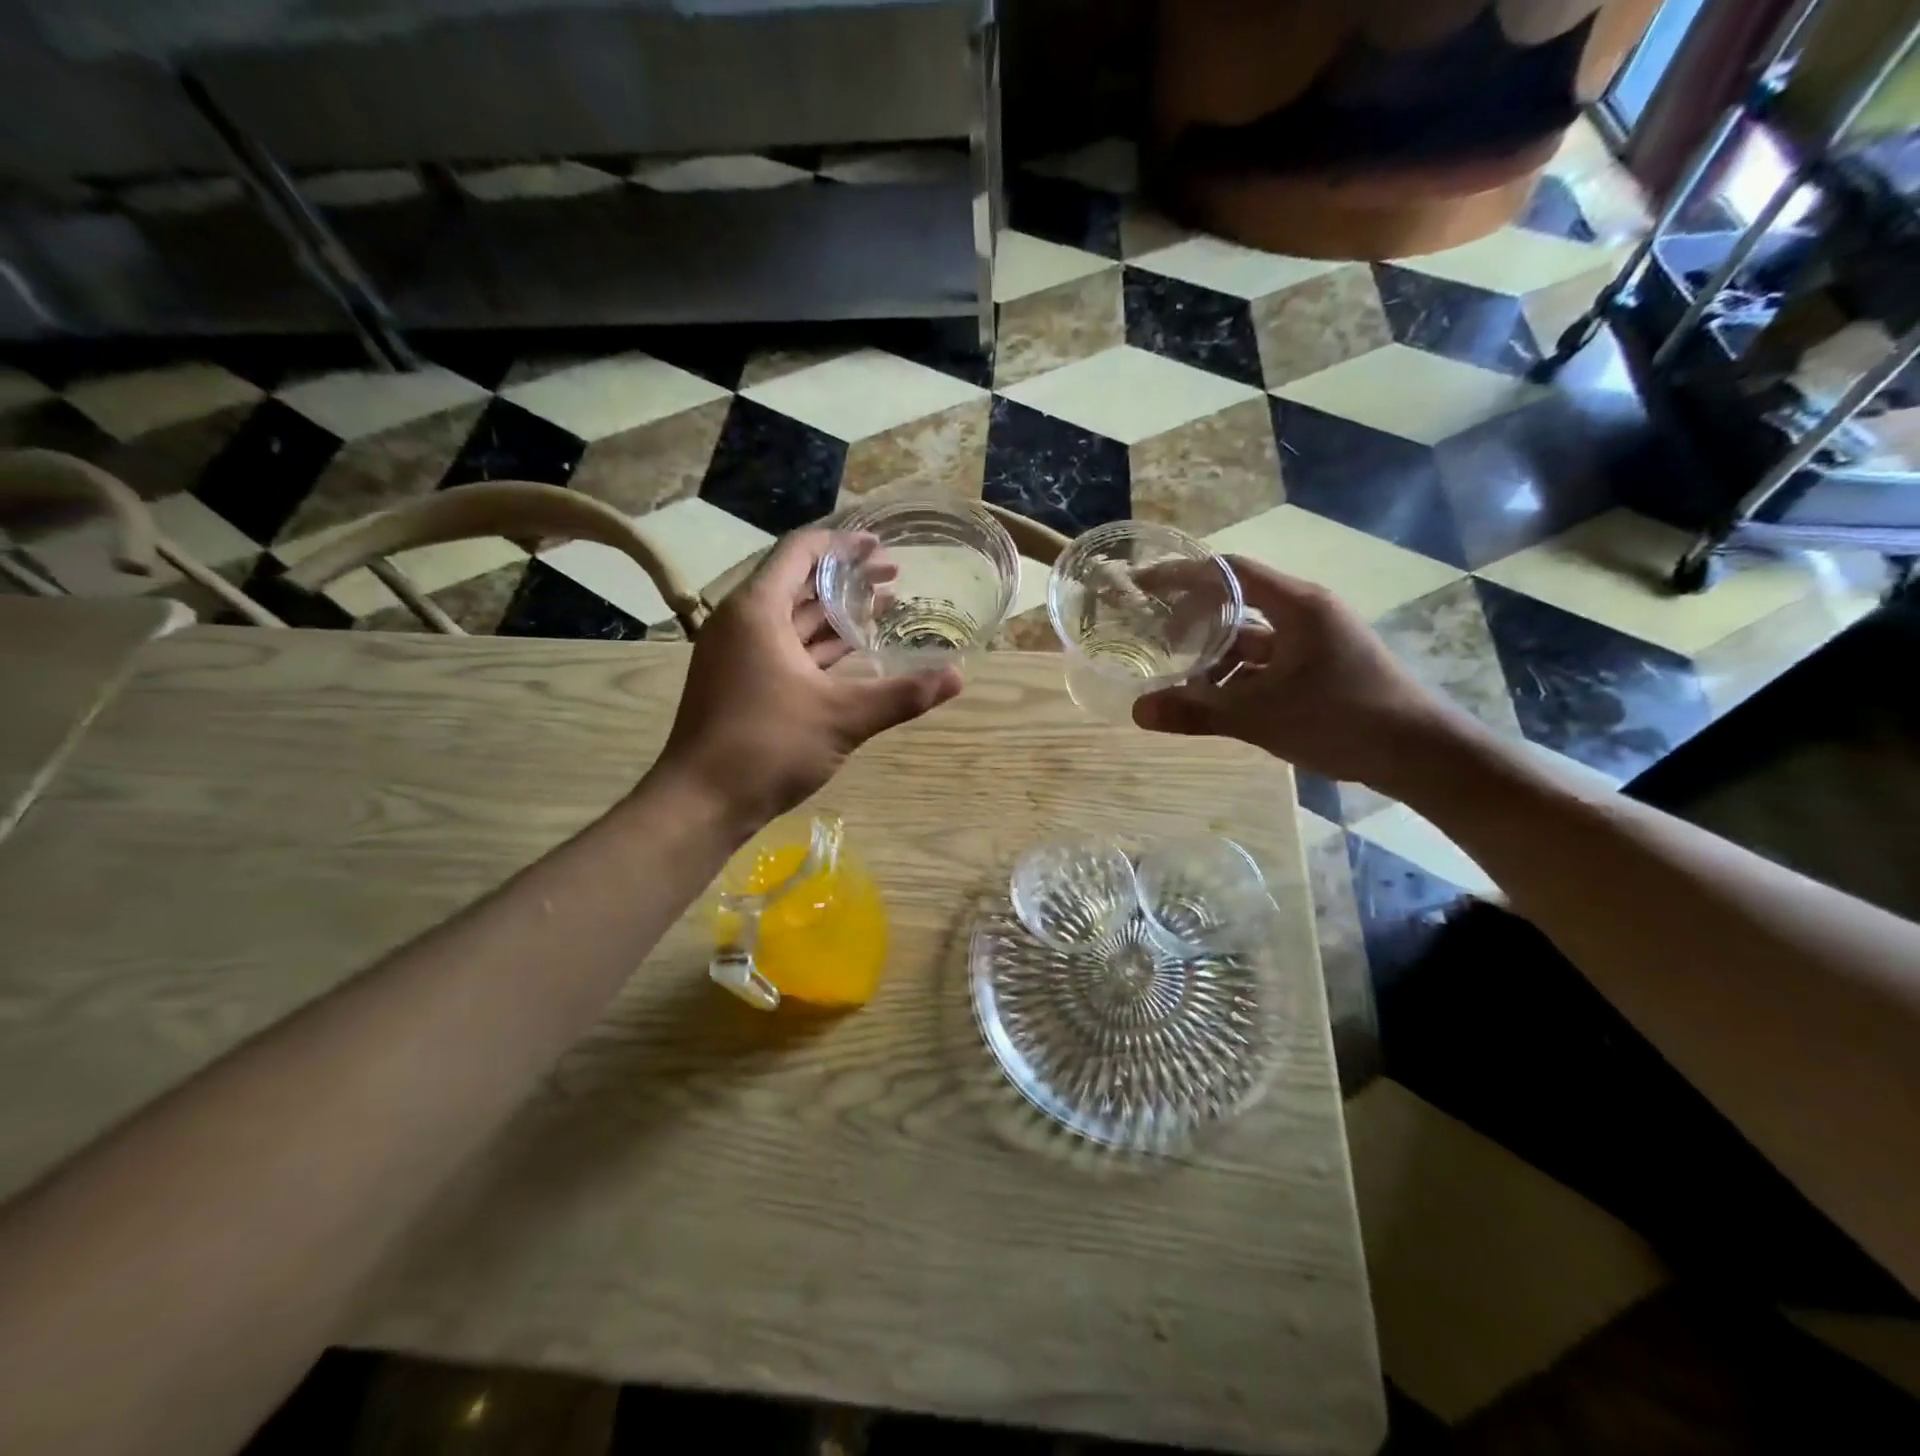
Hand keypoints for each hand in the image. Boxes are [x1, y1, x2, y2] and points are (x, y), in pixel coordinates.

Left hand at [654, 529, 961, 828]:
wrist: (700, 803)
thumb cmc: (767, 746)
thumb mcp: (842, 718)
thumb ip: (901, 695)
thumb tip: (958, 677)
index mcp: (757, 610)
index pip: (800, 552)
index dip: (842, 543)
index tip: (881, 546)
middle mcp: (742, 622)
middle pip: (798, 583)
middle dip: (846, 578)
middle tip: (894, 578)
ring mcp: (737, 655)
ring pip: (792, 619)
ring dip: (835, 613)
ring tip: (883, 609)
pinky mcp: (740, 683)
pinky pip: (785, 648)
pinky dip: (818, 646)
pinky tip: (853, 653)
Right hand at [1131, 558, 1476, 795]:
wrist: (1421, 754)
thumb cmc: (1343, 719)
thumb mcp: (1261, 717)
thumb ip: (1197, 712)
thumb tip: (1137, 712)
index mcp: (1297, 605)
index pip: (1228, 572)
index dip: (1181, 575)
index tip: (1142, 586)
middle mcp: (1305, 613)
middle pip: (1236, 601)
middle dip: (1190, 616)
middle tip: (1148, 632)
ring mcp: (1314, 641)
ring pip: (1250, 637)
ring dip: (1212, 653)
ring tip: (1171, 671)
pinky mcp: (1319, 667)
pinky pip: (1265, 661)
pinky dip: (1235, 675)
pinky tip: (1211, 697)